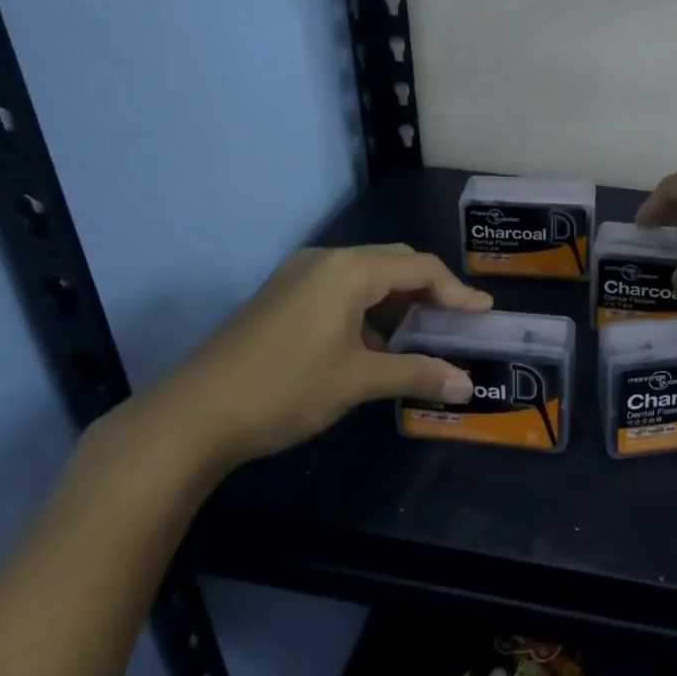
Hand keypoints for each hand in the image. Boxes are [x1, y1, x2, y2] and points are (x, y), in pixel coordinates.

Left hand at [155, 244, 491, 467]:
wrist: (193, 415)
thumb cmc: (286, 388)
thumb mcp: (358, 380)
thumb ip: (417, 374)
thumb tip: (466, 384)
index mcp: (348, 270)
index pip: (419, 267)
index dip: (456, 290)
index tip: (482, 313)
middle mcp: (325, 260)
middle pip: (393, 264)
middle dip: (428, 291)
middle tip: (453, 322)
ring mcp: (298, 276)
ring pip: (365, 277)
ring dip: (396, 303)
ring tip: (417, 337)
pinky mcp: (281, 297)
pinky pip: (339, 291)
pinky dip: (366, 311)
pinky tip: (372, 346)